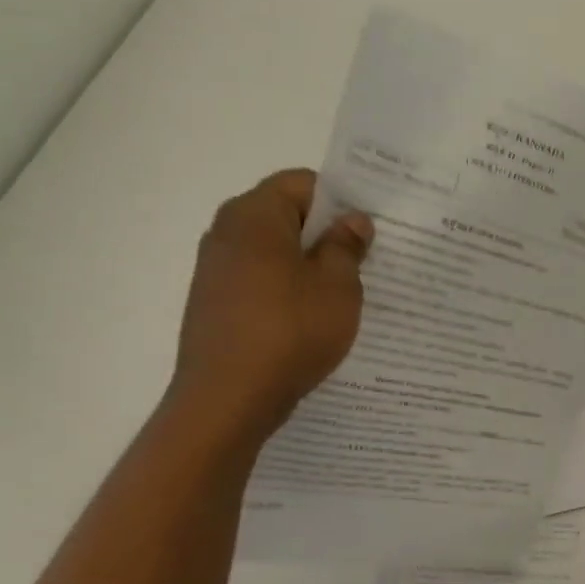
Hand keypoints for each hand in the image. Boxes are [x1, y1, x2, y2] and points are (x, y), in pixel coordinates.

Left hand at [168, 170, 373, 446]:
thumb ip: (346, 246)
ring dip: (309, 265)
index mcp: (254, 215)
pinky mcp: (214, 304)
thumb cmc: (290, 331)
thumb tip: (352, 221)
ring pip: (274, 252)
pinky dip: (288, 290)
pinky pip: (260, 281)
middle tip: (367, 260)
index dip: (341, 200)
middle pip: (286, 216)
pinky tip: (313, 319)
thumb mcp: (337, 285)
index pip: (303, 183)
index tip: (370, 228)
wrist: (228, 400)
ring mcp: (216, 270)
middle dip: (327, 234)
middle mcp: (226, 233)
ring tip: (344, 293)